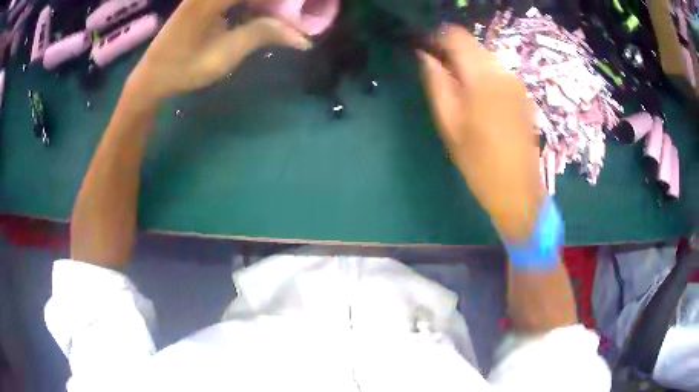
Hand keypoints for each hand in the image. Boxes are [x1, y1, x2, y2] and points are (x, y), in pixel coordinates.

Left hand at [127, 0, 311, 100]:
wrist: (152, 75)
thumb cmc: (183, 69)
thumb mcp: (224, 56)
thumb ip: (261, 35)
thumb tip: (302, 37)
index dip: (285, 2)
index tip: (302, 12)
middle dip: (279, 4)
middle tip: (295, 18)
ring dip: (267, 5)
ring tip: (282, 18)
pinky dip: (254, 5)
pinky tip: (262, 15)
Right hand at [418, 25, 544, 240]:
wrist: (518, 190)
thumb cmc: (479, 162)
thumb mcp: (449, 123)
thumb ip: (437, 82)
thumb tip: (425, 55)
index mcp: (483, 77)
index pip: (456, 36)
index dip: (438, 39)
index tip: (427, 54)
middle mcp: (503, 72)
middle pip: (472, 45)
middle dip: (453, 54)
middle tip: (443, 79)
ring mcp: (517, 82)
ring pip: (485, 58)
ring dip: (469, 67)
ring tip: (462, 95)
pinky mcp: (523, 93)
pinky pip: (498, 72)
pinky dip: (484, 77)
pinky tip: (482, 103)